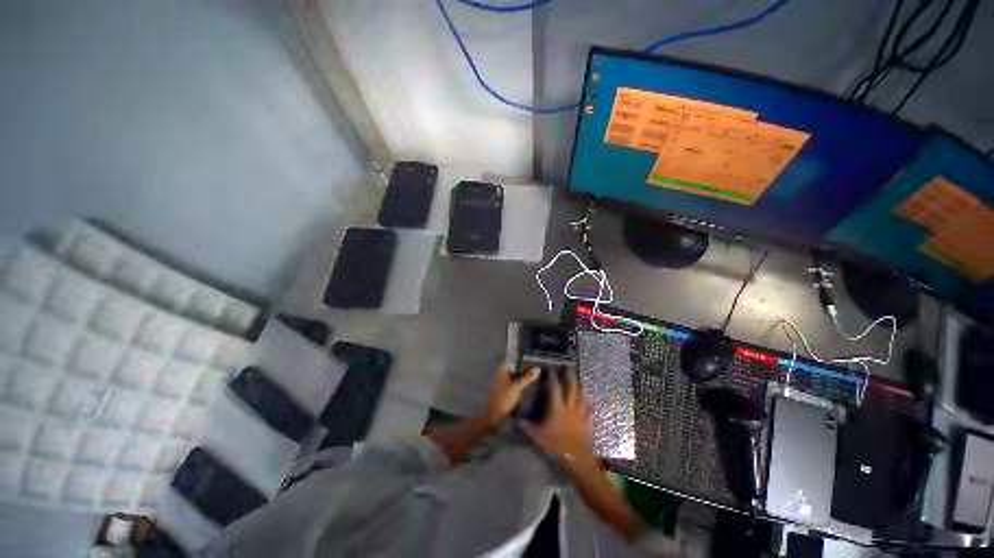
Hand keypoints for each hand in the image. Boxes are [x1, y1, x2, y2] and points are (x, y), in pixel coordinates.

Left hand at [479, 366, 540, 425]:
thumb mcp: (517, 387)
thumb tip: (538, 368)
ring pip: (518, 377)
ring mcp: (505, 383)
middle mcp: (503, 374)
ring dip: (526, 378)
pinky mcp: (508, 391)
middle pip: (517, 369)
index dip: (525, 360)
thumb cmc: (504, 399)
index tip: (536, 361)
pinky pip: (517, 385)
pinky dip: (523, 385)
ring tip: (539, 377)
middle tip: (540, 369)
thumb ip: (527, 377)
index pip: (515, 360)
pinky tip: (532, 387)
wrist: (495, 416)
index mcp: (503, 370)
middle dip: (527, 369)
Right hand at [522, 367, 591, 460]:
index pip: (555, 388)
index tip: (551, 369)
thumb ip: (528, 427)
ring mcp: (580, 413)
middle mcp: (570, 407)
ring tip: (580, 381)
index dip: (553, 378)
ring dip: (581, 387)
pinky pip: (589, 409)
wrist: (576, 457)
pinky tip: (589, 403)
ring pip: (582, 396)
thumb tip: (518, 420)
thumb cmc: (556, 445)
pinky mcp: (587, 421)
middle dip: (570, 376)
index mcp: (557, 408)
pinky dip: (588, 404)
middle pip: (571, 387)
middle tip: (569, 367)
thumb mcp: (538, 436)